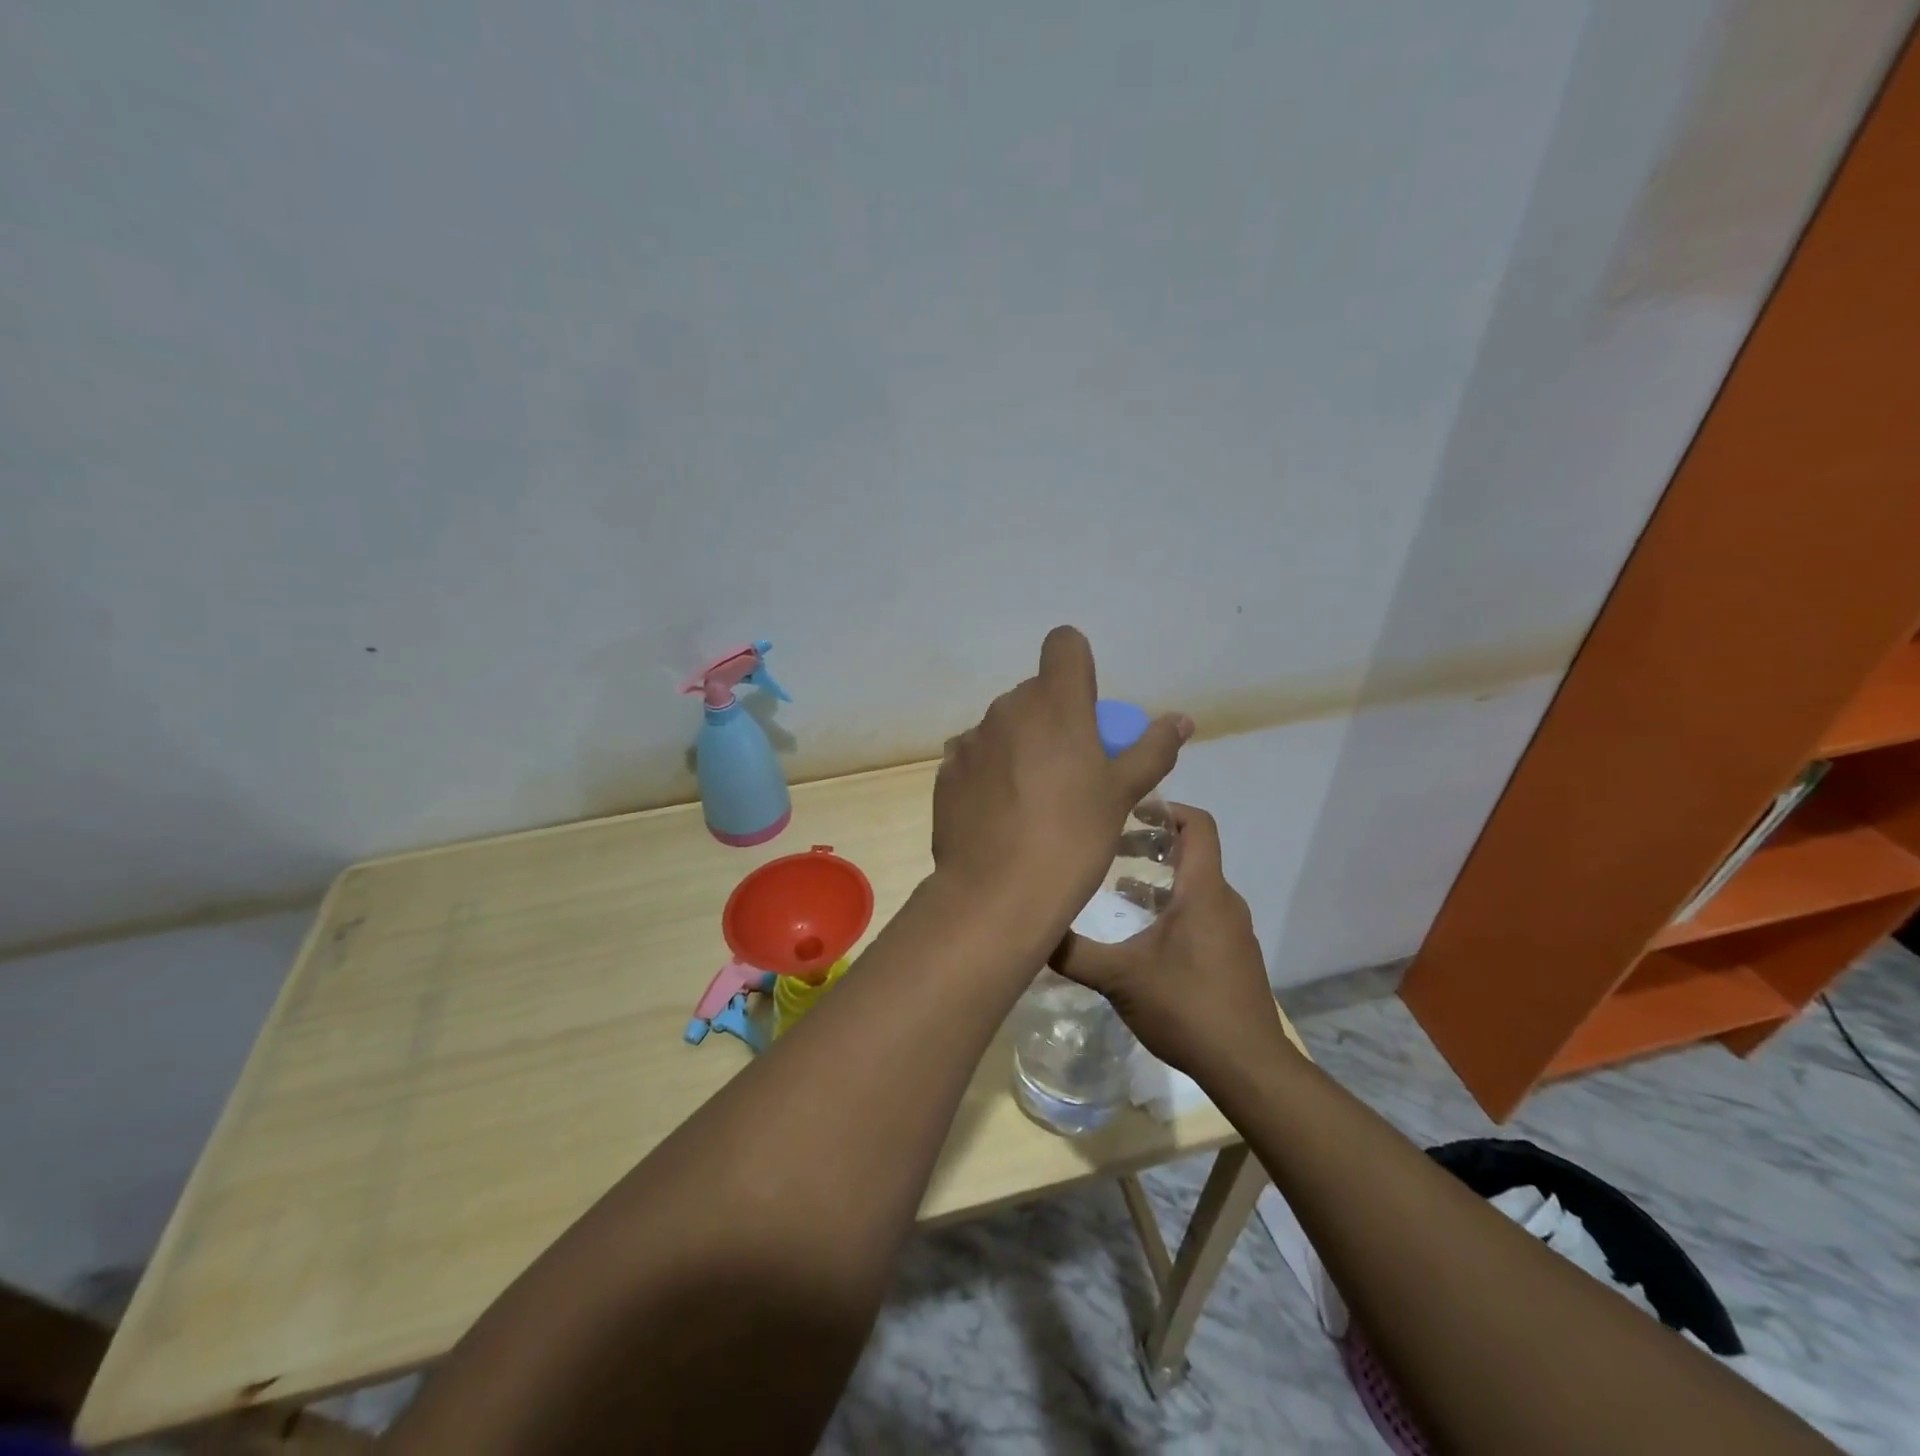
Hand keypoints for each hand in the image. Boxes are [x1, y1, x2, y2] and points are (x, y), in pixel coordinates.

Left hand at [932, 626, 1191, 929]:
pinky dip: (991, 770)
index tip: (1089, 707)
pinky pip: (976, 755)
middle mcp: (1007, 708)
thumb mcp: (1122, 795)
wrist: (997, 894)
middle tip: (1072, 768)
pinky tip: (1001, 812)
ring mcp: (971, 739)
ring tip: (1034, 798)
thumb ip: (1152, 749)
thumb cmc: (1072, 839)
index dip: (1079, 666)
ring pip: (1005, 725)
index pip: (1064, 644)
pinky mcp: (947, 770)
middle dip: (1055, 716)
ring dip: (1021, 744)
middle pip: (1036, 692)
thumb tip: (1181, 720)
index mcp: (1055, 702)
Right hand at [1052, 804, 1284, 1078]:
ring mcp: (1233, 929)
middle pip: (1191, 853)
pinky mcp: (1233, 955)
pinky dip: (1173, 907)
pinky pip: (1202, 913)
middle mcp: (1223, 901)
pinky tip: (1143, 935)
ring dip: (1158, 880)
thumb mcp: (1120, 978)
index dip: (1165, 808)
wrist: (1248, 1067)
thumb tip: (1032, 933)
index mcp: (1203, 891)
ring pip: (1195, 886)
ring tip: (1117, 889)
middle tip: (1110, 849)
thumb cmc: (1186, 1007)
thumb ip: (1074, 953)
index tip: (1128, 810)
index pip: (1197, 824)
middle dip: (1150, 845)